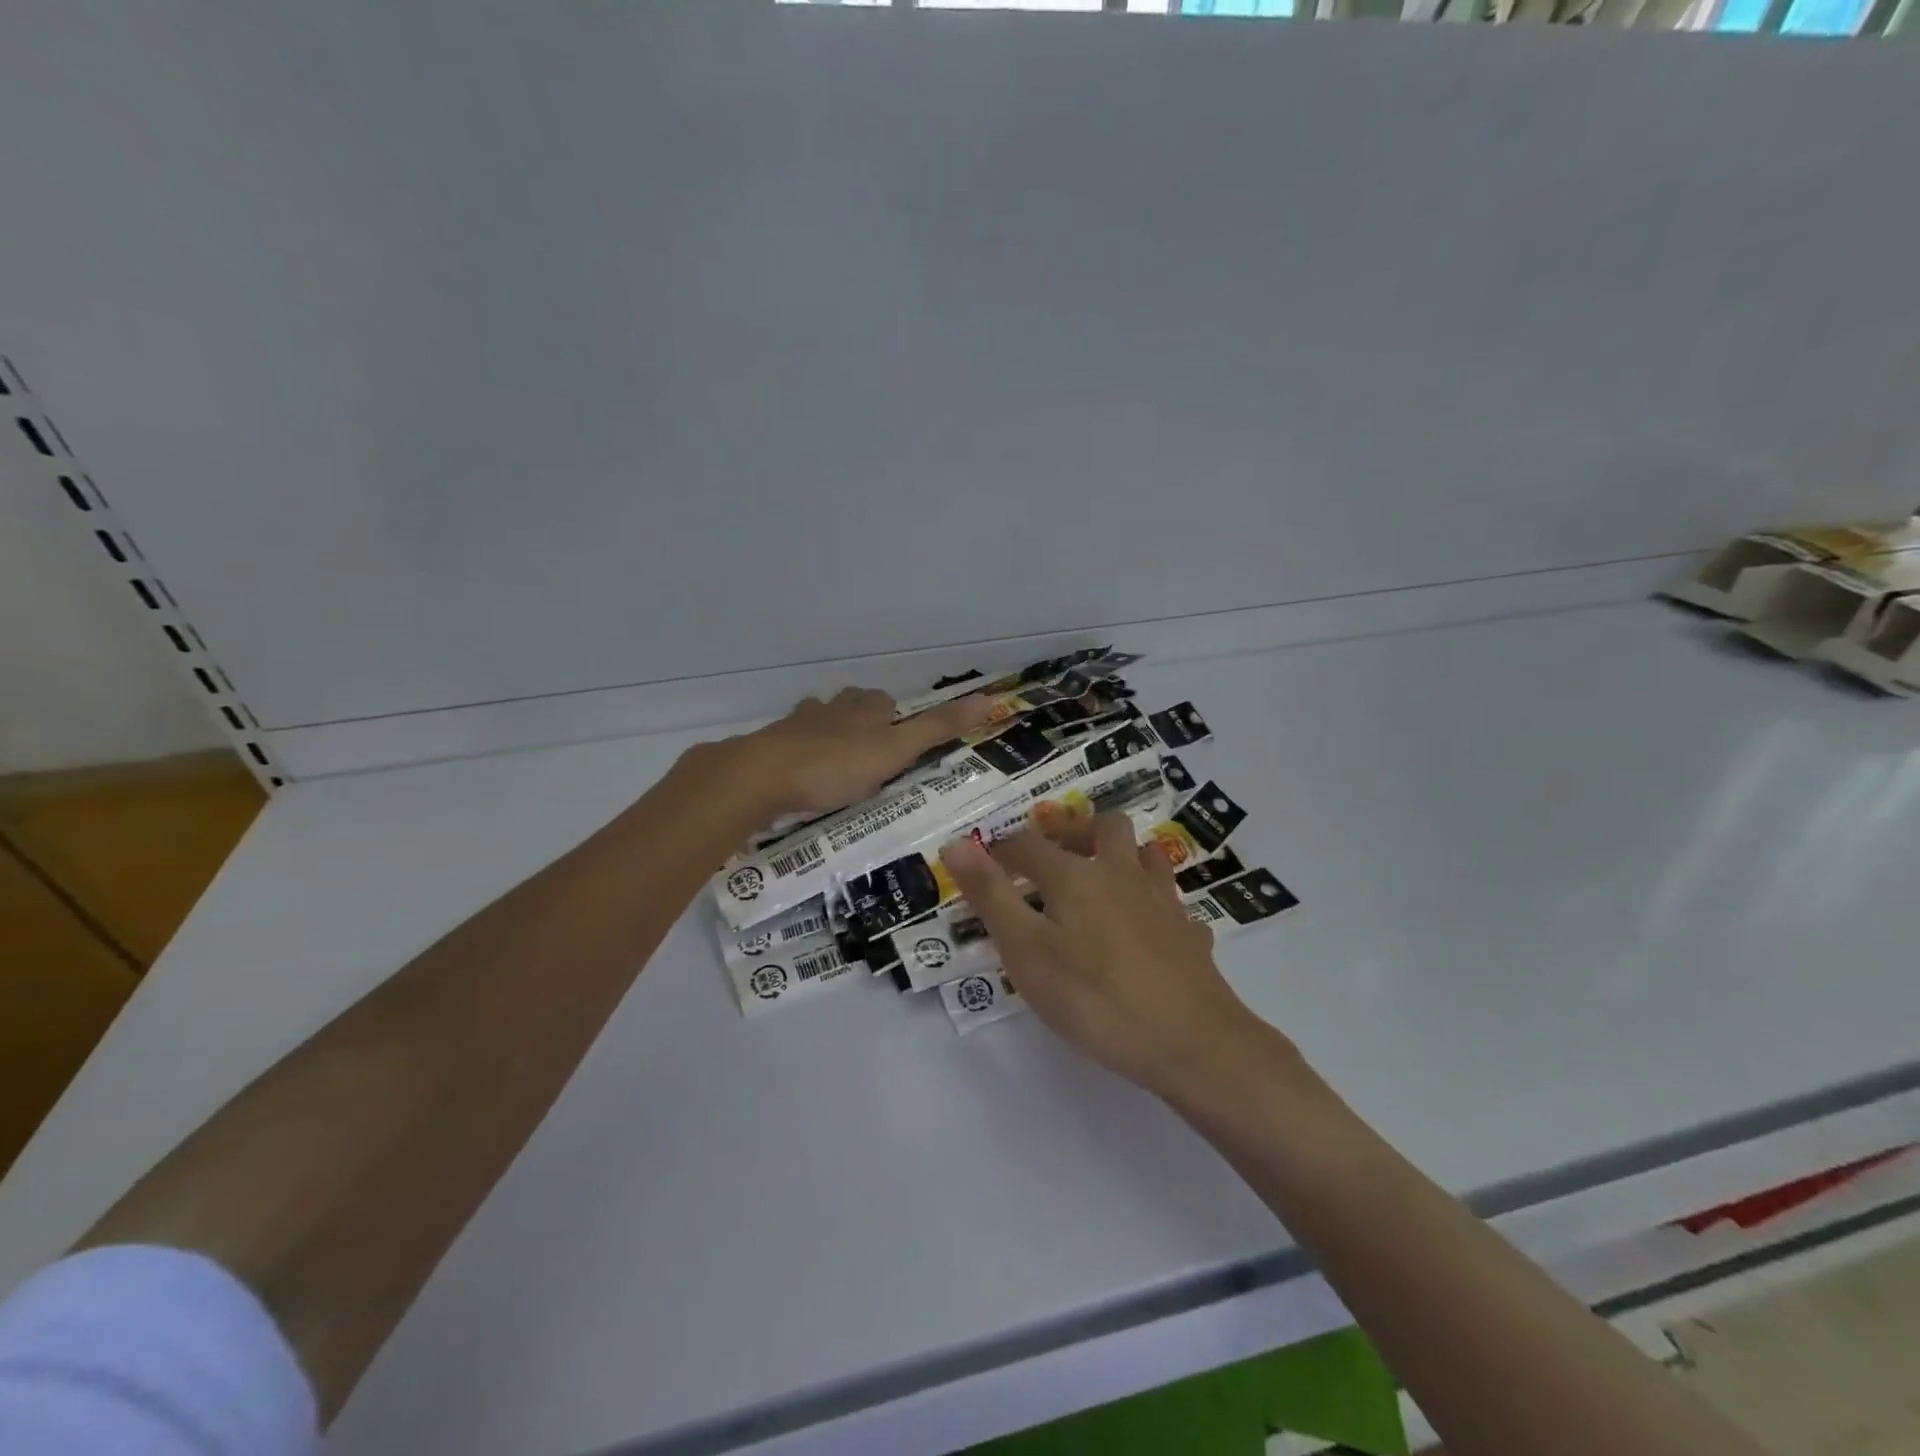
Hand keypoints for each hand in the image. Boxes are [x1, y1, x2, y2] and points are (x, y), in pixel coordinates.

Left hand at [726, 686, 995, 819]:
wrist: (762, 776)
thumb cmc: (836, 765)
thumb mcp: (896, 750)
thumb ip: (939, 728)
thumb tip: (990, 699)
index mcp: (863, 709)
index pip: (884, 701)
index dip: (894, 716)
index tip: (900, 738)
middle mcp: (831, 709)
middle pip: (850, 704)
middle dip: (860, 719)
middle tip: (870, 751)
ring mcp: (797, 725)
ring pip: (818, 718)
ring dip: (828, 731)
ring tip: (836, 759)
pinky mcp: (771, 746)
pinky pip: (789, 742)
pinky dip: (798, 750)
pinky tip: (798, 771)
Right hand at [940, 811, 1283, 1101]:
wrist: (1191, 1042)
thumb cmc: (1094, 998)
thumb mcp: (1026, 951)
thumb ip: (991, 896)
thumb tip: (956, 843)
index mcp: (1075, 876)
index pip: (1030, 845)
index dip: (1003, 850)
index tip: (985, 863)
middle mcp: (1121, 874)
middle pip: (1102, 827)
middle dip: (1073, 831)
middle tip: (1052, 854)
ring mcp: (1162, 900)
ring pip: (1145, 853)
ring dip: (1121, 854)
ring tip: (1101, 877)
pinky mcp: (1189, 932)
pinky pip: (1171, 900)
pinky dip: (1153, 900)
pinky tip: (1146, 926)